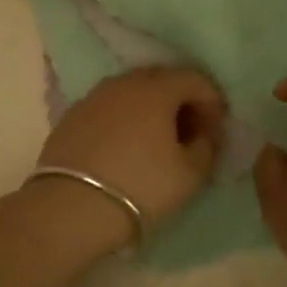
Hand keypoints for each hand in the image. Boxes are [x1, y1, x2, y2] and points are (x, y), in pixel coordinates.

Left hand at [38, 67, 227, 231]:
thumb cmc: (141, 187)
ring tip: (156, 140)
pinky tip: (124, 147)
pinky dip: (123, 119)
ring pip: (131, 92)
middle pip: (161, 79)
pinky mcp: (71, 117)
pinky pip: (108, 108)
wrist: (71, 207)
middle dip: (181, 100)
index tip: (216, 130)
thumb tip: (205, 132)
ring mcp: (93, 97)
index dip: (212, 101)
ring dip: (150, 109)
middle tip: (189, 132)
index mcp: (156, 89)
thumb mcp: (190, 174)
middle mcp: (123, 83)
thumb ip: (207, 146)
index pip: (195, 79)